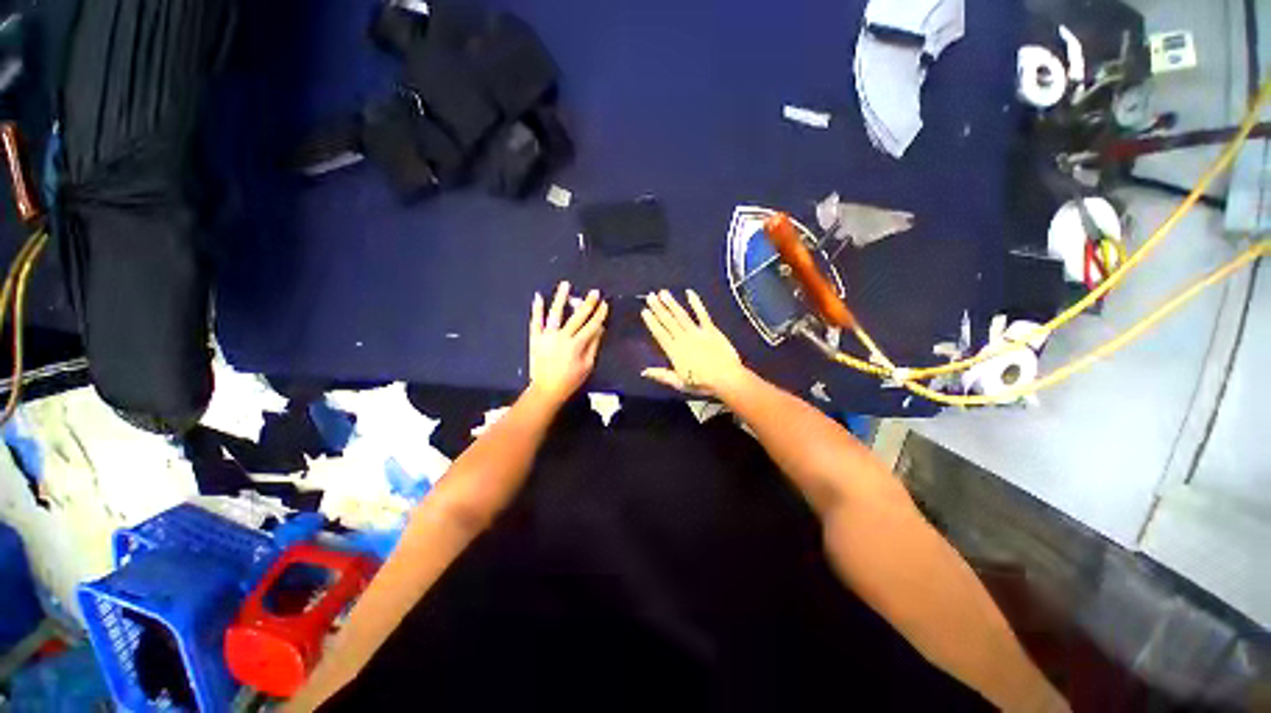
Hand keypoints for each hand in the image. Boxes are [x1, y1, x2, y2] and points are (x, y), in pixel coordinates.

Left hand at [528, 281, 608, 403]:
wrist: (546, 390)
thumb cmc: (570, 380)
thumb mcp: (587, 365)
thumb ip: (593, 345)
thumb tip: (600, 328)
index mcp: (577, 344)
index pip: (592, 325)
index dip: (600, 314)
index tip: (605, 304)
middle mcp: (562, 337)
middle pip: (577, 316)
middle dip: (588, 303)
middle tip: (594, 292)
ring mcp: (547, 336)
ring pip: (555, 314)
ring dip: (561, 298)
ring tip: (565, 284)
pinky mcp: (535, 338)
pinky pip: (535, 322)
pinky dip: (536, 309)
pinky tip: (538, 297)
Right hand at [641, 289, 746, 396]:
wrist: (726, 378)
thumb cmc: (702, 383)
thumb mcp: (679, 383)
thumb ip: (661, 375)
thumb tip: (643, 371)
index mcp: (674, 351)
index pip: (660, 334)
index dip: (652, 322)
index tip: (644, 311)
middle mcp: (683, 338)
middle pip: (668, 321)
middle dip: (658, 308)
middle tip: (650, 296)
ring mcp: (697, 332)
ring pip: (681, 315)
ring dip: (672, 303)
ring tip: (663, 292)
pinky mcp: (711, 330)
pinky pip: (702, 314)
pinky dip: (696, 303)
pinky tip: (689, 293)